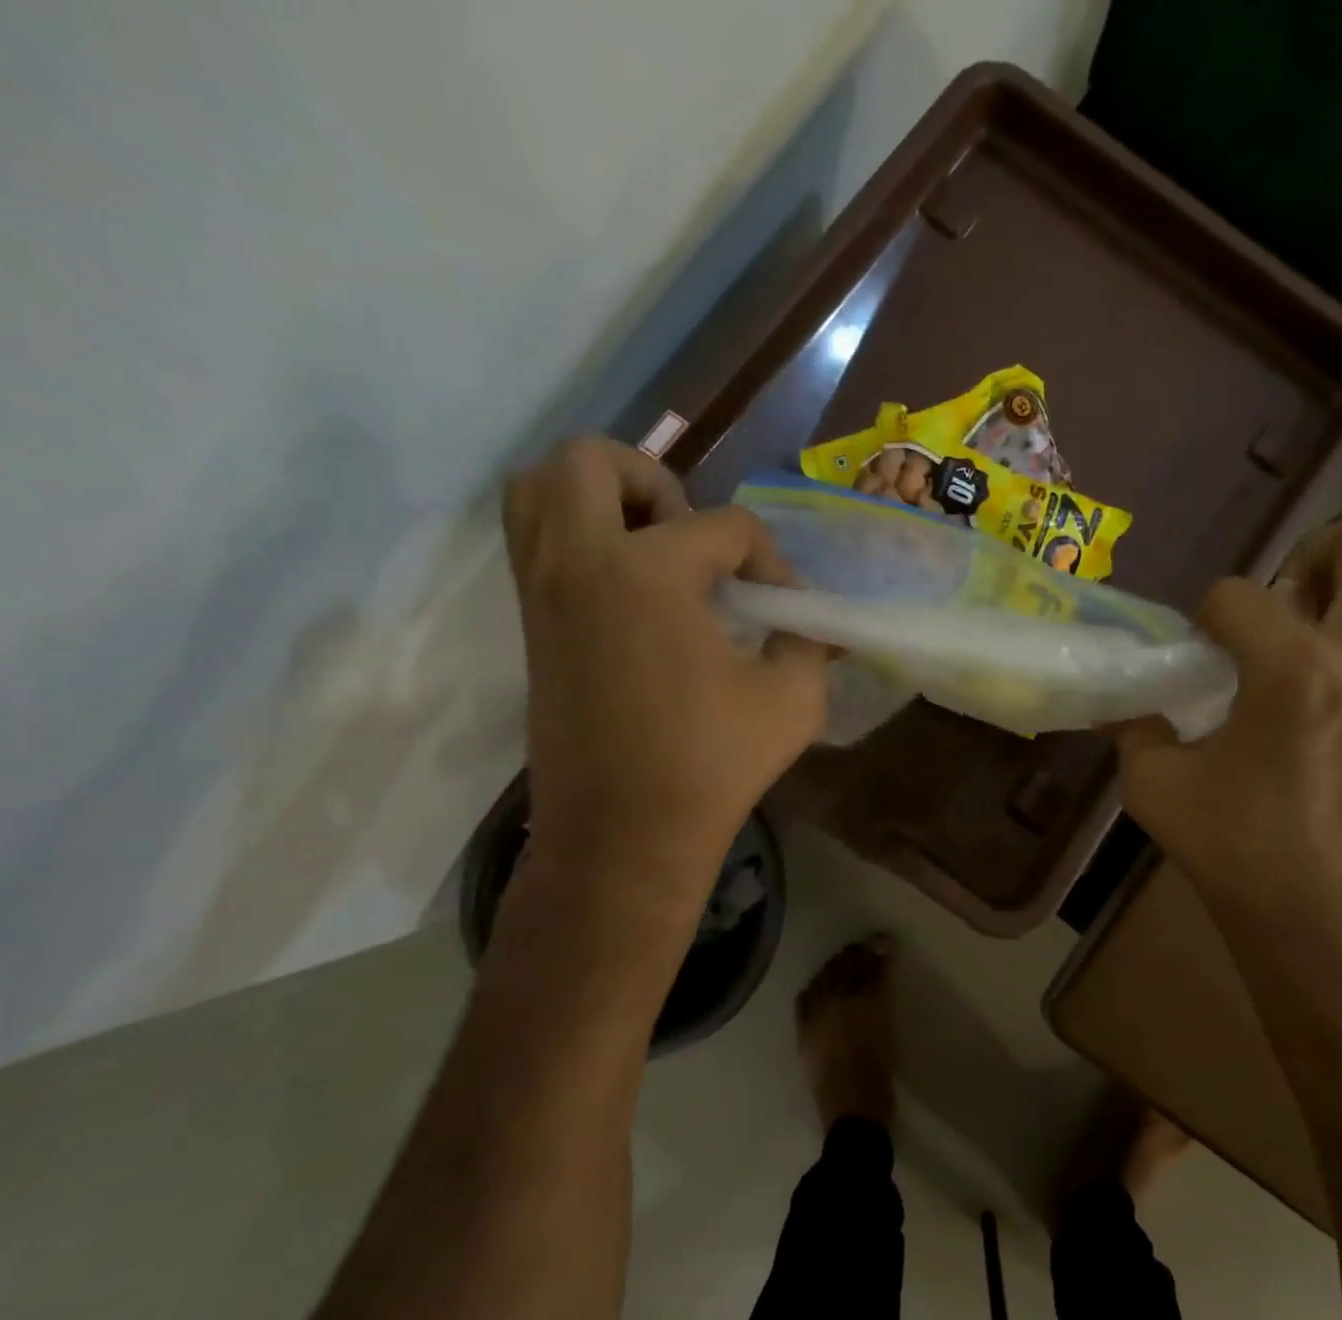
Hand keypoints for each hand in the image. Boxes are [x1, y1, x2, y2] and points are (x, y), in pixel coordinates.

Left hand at [503, 439, 826, 893]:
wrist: (622, 836)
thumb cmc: (711, 766)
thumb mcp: (793, 699)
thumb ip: (809, 641)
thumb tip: (811, 620)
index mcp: (648, 572)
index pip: (724, 526)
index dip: (769, 561)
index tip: (783, 610)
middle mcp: (579, 561)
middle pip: (593, 461)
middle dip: (654, 482)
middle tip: (691, 539)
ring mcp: (542, 591)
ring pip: (539, 489)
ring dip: (600, 497)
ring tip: (652, 550)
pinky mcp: (530, 624)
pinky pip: (536, 542)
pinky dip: (577, 537)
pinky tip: (632, 592)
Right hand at [1115, 511, 1341, 1015]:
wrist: (1330, 922)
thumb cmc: (1239, 853)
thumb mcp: (1156, 790)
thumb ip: (1134, 730)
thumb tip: (1120, 702)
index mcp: (1294, 673)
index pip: (1239, 594)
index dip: (1204, 616)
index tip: (1197, 655)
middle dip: (1318, 549)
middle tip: (1283, 600)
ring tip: (1328, 616)